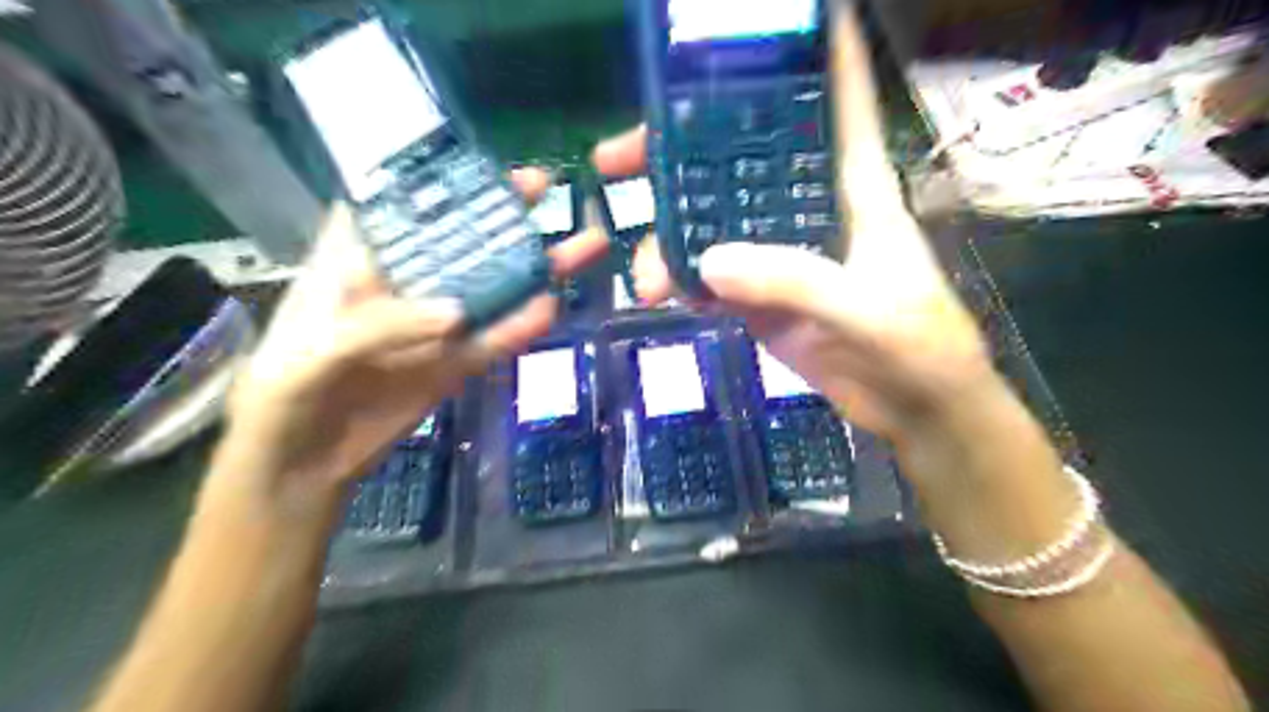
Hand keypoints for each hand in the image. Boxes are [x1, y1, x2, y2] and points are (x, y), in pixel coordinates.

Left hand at [215, 166, 605, 512]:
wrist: (302, 469)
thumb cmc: (281, 401)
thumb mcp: (308, 356)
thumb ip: (376, 328)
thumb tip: (457, 312)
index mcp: (352, 264)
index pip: (394, 206)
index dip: (434, 182)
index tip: (480, 163)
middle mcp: (401, 285)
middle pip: (457, 240)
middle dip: (499, 214)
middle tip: (546, 188)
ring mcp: (434, 326)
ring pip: (488, 289)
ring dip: (531, 268)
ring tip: (579, 245)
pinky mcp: (453, 363)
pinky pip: (493, 340)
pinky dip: (521, 326)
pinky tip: (551, 308)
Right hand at [595, 7, 990, 443]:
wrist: (913, 409)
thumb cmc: (917, 346)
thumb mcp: (865, 308)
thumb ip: (792, 282)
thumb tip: (707, 261)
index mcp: (853, 187)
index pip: (833, 102)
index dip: (811, 53)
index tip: (758, 22)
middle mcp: (809, 208)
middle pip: (740, 159)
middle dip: (681, 150)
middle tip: (621, 156)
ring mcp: (780, 254)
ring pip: (715, 222)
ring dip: (671, 235)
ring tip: (644, 272)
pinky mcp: (763, 296)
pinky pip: (713, 276)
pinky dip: (685, 280)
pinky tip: (665, 293)